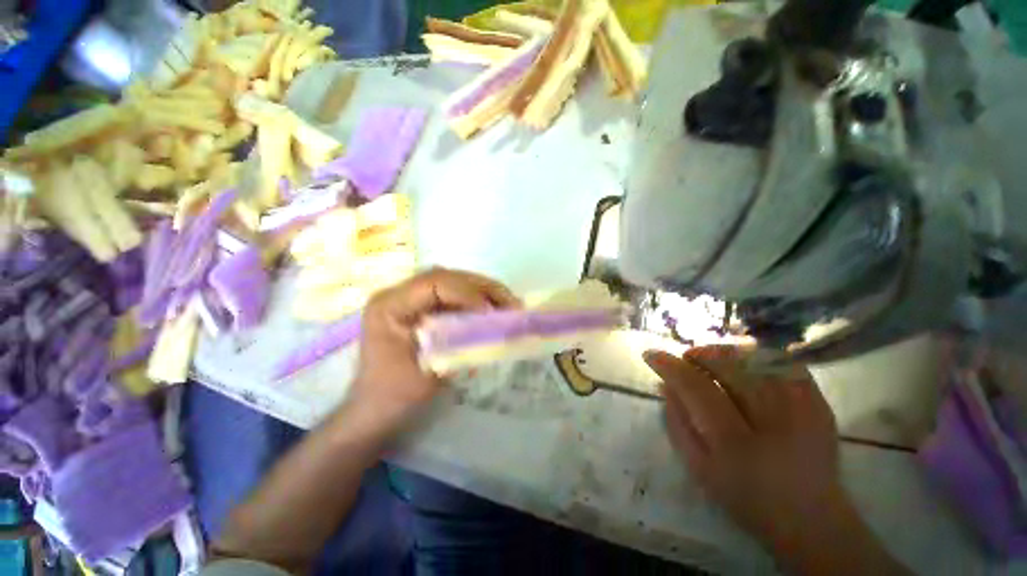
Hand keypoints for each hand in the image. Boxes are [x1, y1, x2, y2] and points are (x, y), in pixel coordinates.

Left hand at [351, 268, 519, 428]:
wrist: (374, 409)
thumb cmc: (394, 397)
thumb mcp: (427, 373)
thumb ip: (458, 345)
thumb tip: (492, 327)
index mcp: (389, 306)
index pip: (433, 283)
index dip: (466, 292)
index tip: (491, 312)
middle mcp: (397, 294)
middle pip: (446, 276)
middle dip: (482, 287)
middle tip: (510, 302)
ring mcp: (409, 299)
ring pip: (452, 282)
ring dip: (482, 290)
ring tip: (506, 303)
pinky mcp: (420, 308)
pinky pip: (452, 295)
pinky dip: (475, 299)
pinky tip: (491, 309)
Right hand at [645, 346, 845, 549]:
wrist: (811, 519)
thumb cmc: (745, 496)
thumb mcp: (698, 468)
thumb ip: (677, 423)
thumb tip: (664, 384)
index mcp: (735, 443)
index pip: (696, 388)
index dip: (671, 366)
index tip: (651, 355)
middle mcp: (771, 421)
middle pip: (728, 367)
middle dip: (699, 355)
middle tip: (687, 359)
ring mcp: (802, 410)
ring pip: (754, 359)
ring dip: (725, 353)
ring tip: (712, 360)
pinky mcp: (820, 404)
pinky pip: (783, 364)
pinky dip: (758, 356)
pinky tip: (745, 365)